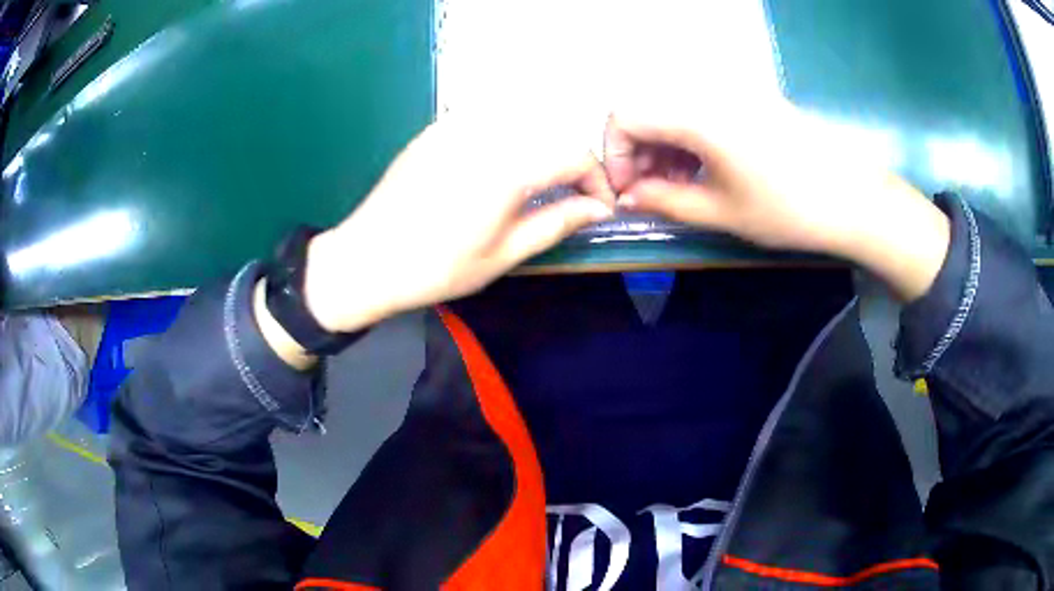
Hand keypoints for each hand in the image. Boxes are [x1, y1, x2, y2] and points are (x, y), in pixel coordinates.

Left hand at [303, 117, 615, 333]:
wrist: (366, 259)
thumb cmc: (437, 267)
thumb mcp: (504, 254)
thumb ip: (557, 222)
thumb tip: (599, 208)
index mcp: (509, 167)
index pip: (575, 156)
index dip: (597, 181)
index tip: (598, 207)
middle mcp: (487, 134)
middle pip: (552, 134)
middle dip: (572, 165)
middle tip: (570, 199)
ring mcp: (457, 126)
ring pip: (522, 123)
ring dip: (542, 150)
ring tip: (537, 187)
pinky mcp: (436, 129)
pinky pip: (488, 122)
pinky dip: (509, 140)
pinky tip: (498, 169)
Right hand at [604, 98, 949, 299]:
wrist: (852, 198)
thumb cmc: (787, 209)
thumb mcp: (720, 212)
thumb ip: (664, 200)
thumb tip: (627, 196)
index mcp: (697, 113)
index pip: (623, 115)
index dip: (614, 153)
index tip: (628, 190)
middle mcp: (708, 88)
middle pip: (646, 107)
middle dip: (637, 152)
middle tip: (653, 192)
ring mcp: (731, 89)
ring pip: (672, 107)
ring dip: (663, 145)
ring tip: (680, 185)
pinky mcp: (749, 96)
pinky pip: (700, 107)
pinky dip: (689, 136)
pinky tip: (705, 167)